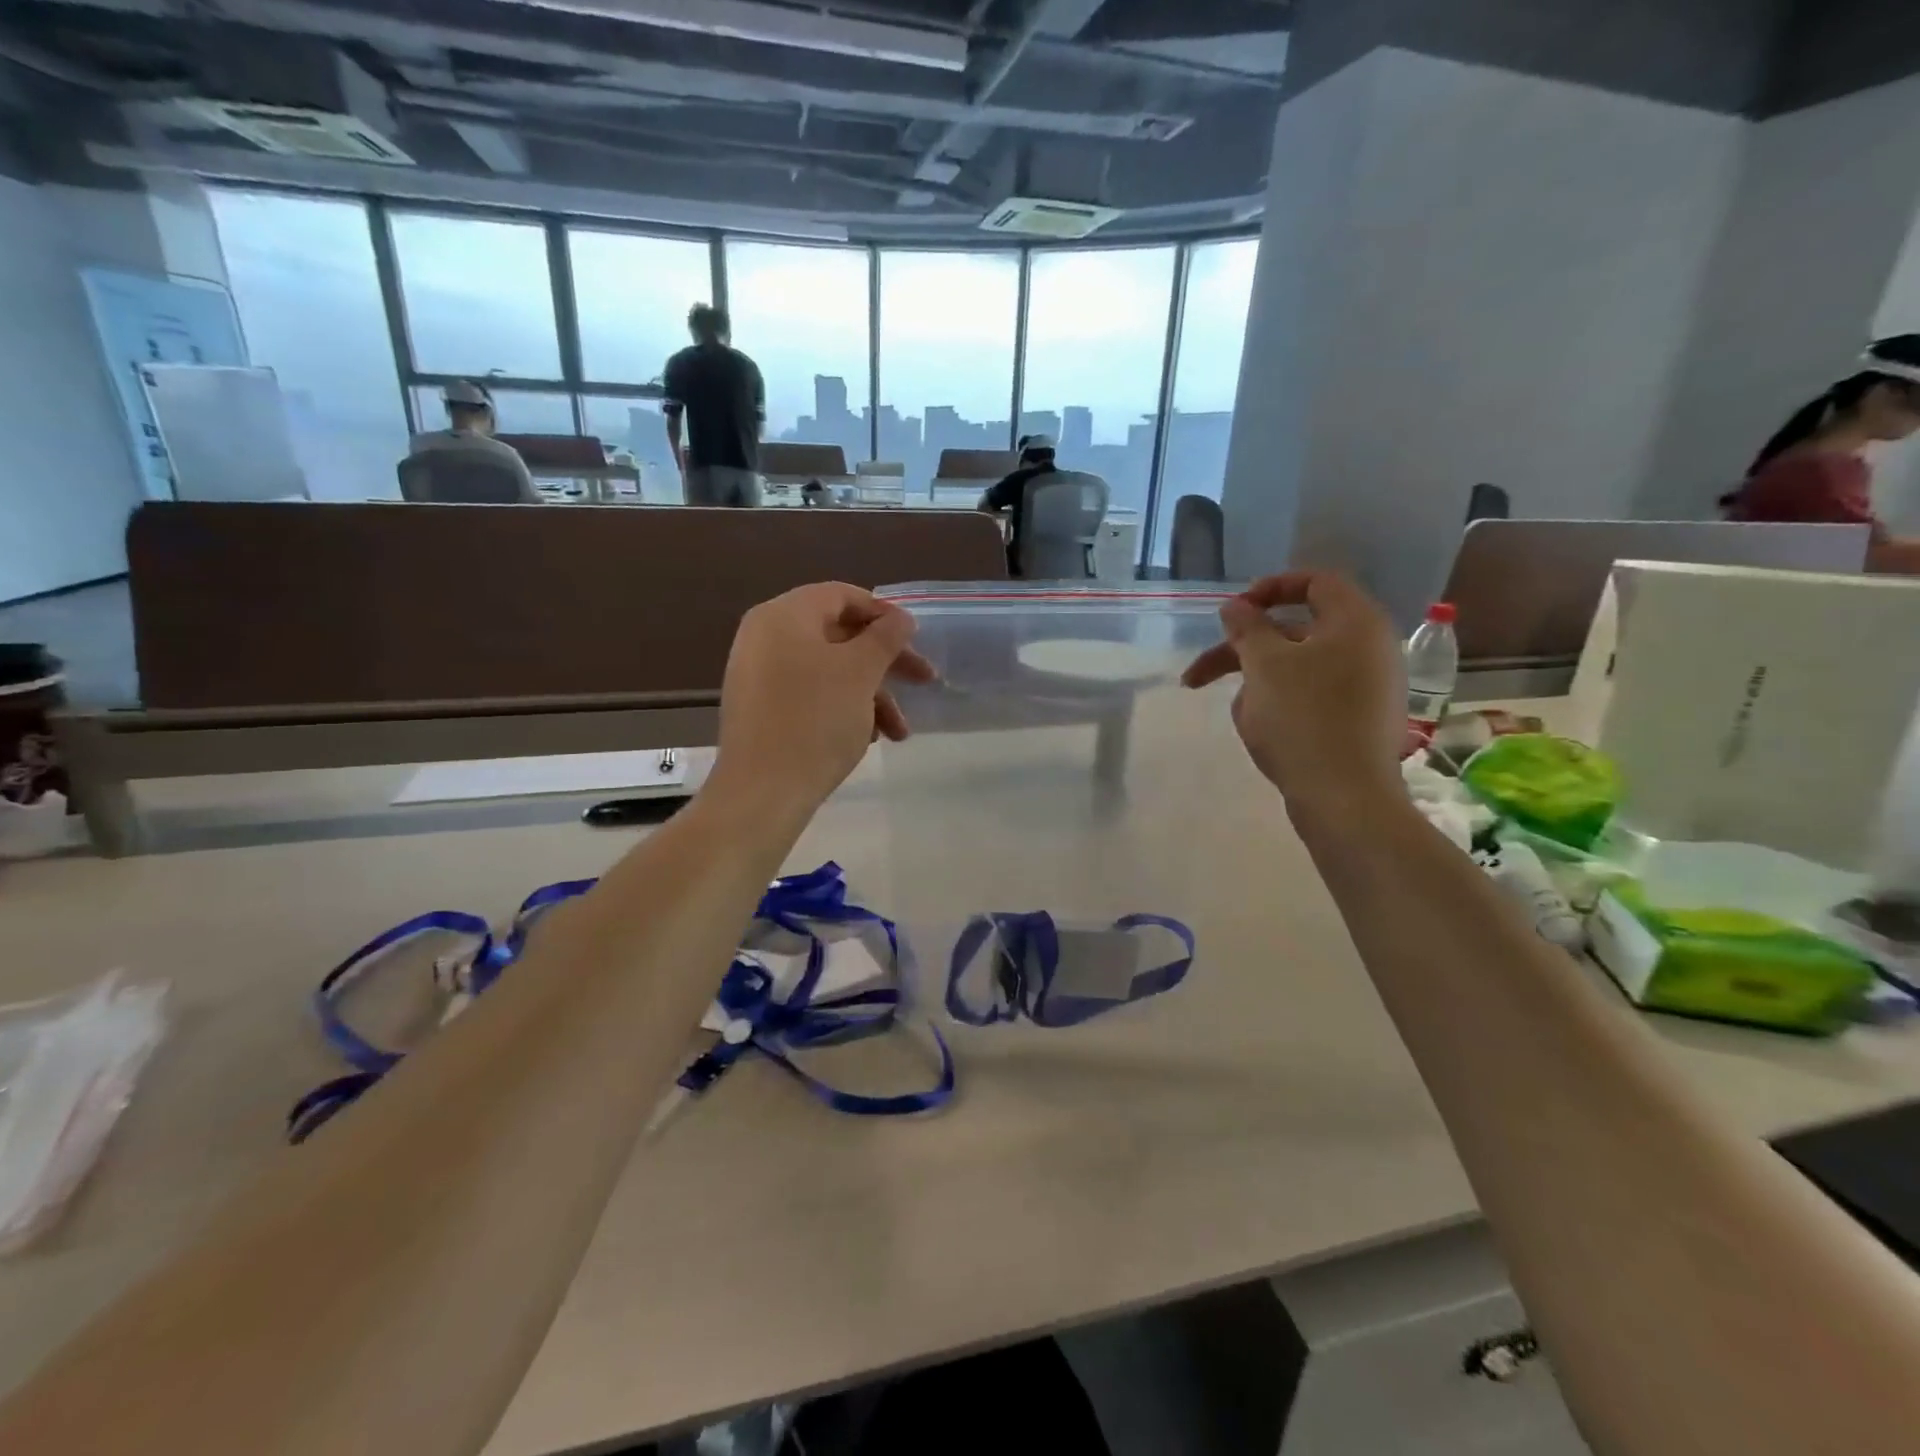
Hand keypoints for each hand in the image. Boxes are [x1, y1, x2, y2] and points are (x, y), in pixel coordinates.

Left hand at [711, 583, 933, 817]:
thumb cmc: (816, 720)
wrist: (762, 792)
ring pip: (829, 671)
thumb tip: (900, 618)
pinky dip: (843, 709)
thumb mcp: (860, 672)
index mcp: (784, 615)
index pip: (842, 596)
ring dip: (871, 695)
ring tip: (898, 732)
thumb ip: (885, 637)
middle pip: (839, 635)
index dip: (884, 614)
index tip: (915, 640)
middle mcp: (765, 636)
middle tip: (925, 682)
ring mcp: (759, 674)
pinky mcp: (761, 709)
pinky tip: (867, 739)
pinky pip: (810, 695)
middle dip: (885, 662)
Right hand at [1182, 571, 1405, 823]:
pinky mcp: (1359, 721)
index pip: (1315, 582)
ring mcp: (1368, 687)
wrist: (1344, 797)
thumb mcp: (1264, 665)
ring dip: (1256, 684)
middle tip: (1199, 674)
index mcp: (1355, 622)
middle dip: (1243, 651)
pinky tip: (1261, 733)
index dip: (1268, 589)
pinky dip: (1280, 705)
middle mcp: (1369, 648)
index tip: (1232, 612)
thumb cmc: (1302, 719)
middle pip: (1295, 632)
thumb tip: (1236, 606)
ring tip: (1238, 716)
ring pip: (1298, 669)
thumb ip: (1246, 628)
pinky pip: (1312, 698)